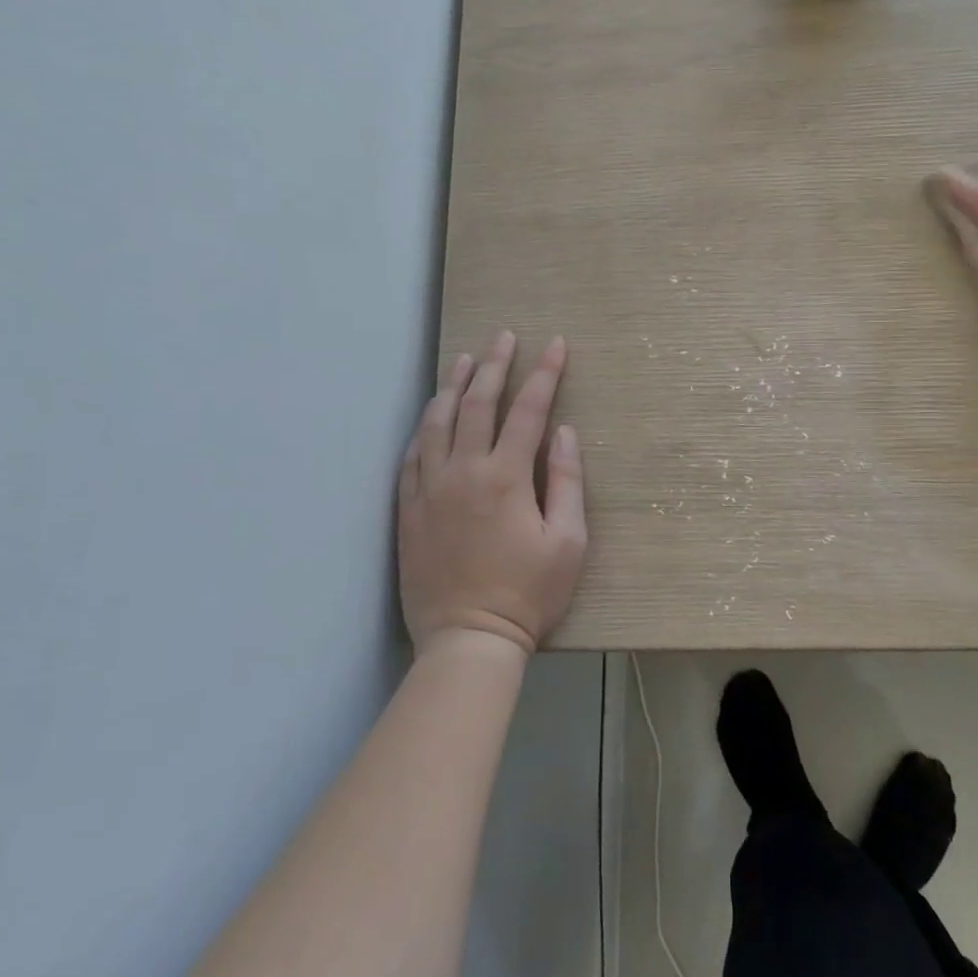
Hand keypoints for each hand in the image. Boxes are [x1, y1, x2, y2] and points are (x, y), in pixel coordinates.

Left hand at [397, 331, 586, 656]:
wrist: (467, 640)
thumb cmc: (528, 594)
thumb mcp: (569, 542)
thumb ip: (566, 481)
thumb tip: (564, 431)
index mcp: (506, 477)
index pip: (529, 410)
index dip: (545, 374)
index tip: (555, 345)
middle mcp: (463, 472)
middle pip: (478, 403)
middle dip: (495, 365)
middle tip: (504, 336)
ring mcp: (429, 489)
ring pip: (438, 422)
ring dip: (454, 385)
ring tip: (465, 358)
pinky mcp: (408, 509)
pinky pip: (412, 455)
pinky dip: (425, 426)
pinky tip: (432, 413)